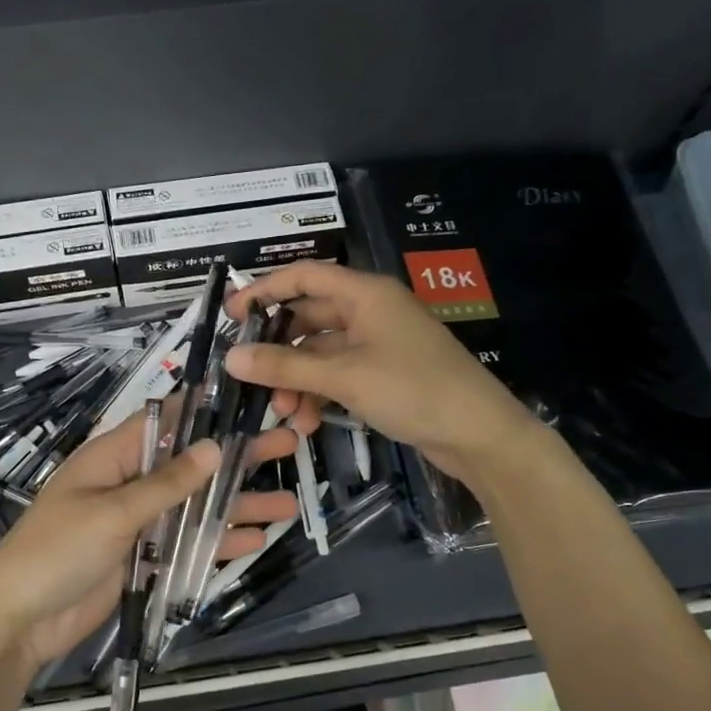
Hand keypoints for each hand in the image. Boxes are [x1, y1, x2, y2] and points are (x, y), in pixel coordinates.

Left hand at [0, 413, 299, 671]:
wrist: (19, 623)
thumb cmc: (56, 552)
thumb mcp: (113, 513)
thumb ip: (166, 484)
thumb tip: (214, 448)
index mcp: (111, 459)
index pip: (164, 421)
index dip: (205, 410)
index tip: (248, 400)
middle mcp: (128, 483)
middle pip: (190, 465)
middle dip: (237, 458)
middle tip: (289, 444)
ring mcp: (137, 523)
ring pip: (195, 506)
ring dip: (237, 505)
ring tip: (288, 503)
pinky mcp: (143, 558)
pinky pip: (187, 543)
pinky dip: (218, 541)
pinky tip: (256, 539)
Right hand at [224, 261, 538, 485]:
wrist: (479, 433)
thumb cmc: (413, 389)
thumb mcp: (344, 377)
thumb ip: (286, 366)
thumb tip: (231, 357)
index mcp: (365, 294)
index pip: (303, 276)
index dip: (264, 291)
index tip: (231, 317)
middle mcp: (370, 311)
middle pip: (308, 318)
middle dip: (280, 351)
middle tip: (252, 379)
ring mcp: (378, 343)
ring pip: (321, 353)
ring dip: (298, 380)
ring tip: (284, 414)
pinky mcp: (384, 373)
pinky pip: (339, 375)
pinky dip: (320, 394)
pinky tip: (308, 423)